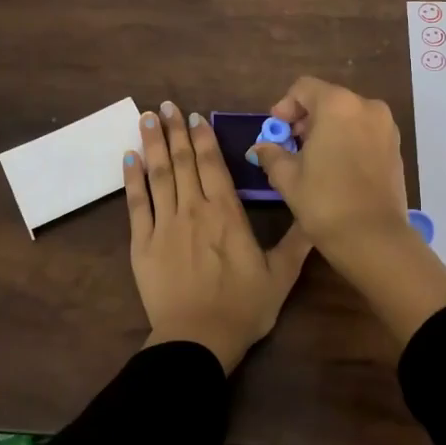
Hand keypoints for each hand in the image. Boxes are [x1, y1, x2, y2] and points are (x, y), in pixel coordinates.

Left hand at [126, 101, 311, 371]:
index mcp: (226, 214)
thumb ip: (298, 242)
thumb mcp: (280, 276)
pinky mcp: (142, 244)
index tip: (194, 115)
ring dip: (152, 144)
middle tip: (165, 105)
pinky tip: (128, 158)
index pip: (213, 165)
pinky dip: (131, 179)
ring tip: (145, 118)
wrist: (198, 339)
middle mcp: (193, 210)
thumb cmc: (243, 307)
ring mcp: (164, 225)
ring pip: (158, 175)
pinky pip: (136, 204)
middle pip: (183, 162)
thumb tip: (317, 214)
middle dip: (174, 130)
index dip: (204, 138)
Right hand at [249, 77, 445, 346]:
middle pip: (328, 100)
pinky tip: (335, 169)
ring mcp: (386, 127)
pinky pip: (364, 132)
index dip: (285, 107)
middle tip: (290, 147)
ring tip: (312, 160)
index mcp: (338, 105)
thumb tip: (262, 146)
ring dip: (327, 130)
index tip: (275, 131)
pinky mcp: (395, 148)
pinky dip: (347, 141)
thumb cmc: (324, 201)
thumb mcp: (288, 177)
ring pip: (348, 116)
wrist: (373, 238)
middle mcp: (367, 107)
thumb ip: (272, 154)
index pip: (303, 88)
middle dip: (306, 119)